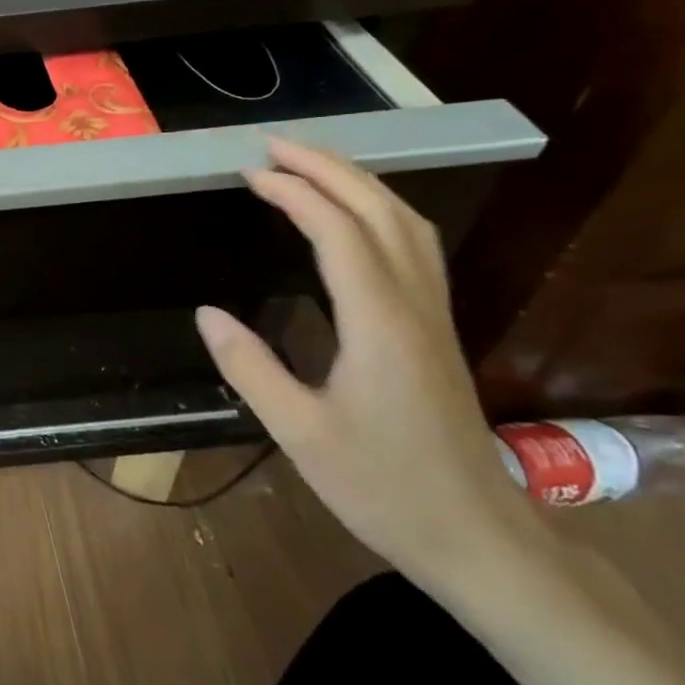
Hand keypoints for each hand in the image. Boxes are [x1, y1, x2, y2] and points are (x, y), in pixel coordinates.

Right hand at [195, 138, 544, 588]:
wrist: (477, 538)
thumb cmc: (382, 487)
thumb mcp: (298, 433)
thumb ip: (250, 368)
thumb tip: (206, 313)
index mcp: (378, 325)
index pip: (339, 234)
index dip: (296, 193)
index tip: (250, 173)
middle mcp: (413, 307)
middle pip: (381, 213)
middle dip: (330, 169)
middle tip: (275, 146)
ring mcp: (433, 316)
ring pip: (407, 225)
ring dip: (359, 183)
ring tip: (310, 165)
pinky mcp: (436, 330)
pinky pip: (414, 247)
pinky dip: (379, 212)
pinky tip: (353, 218)